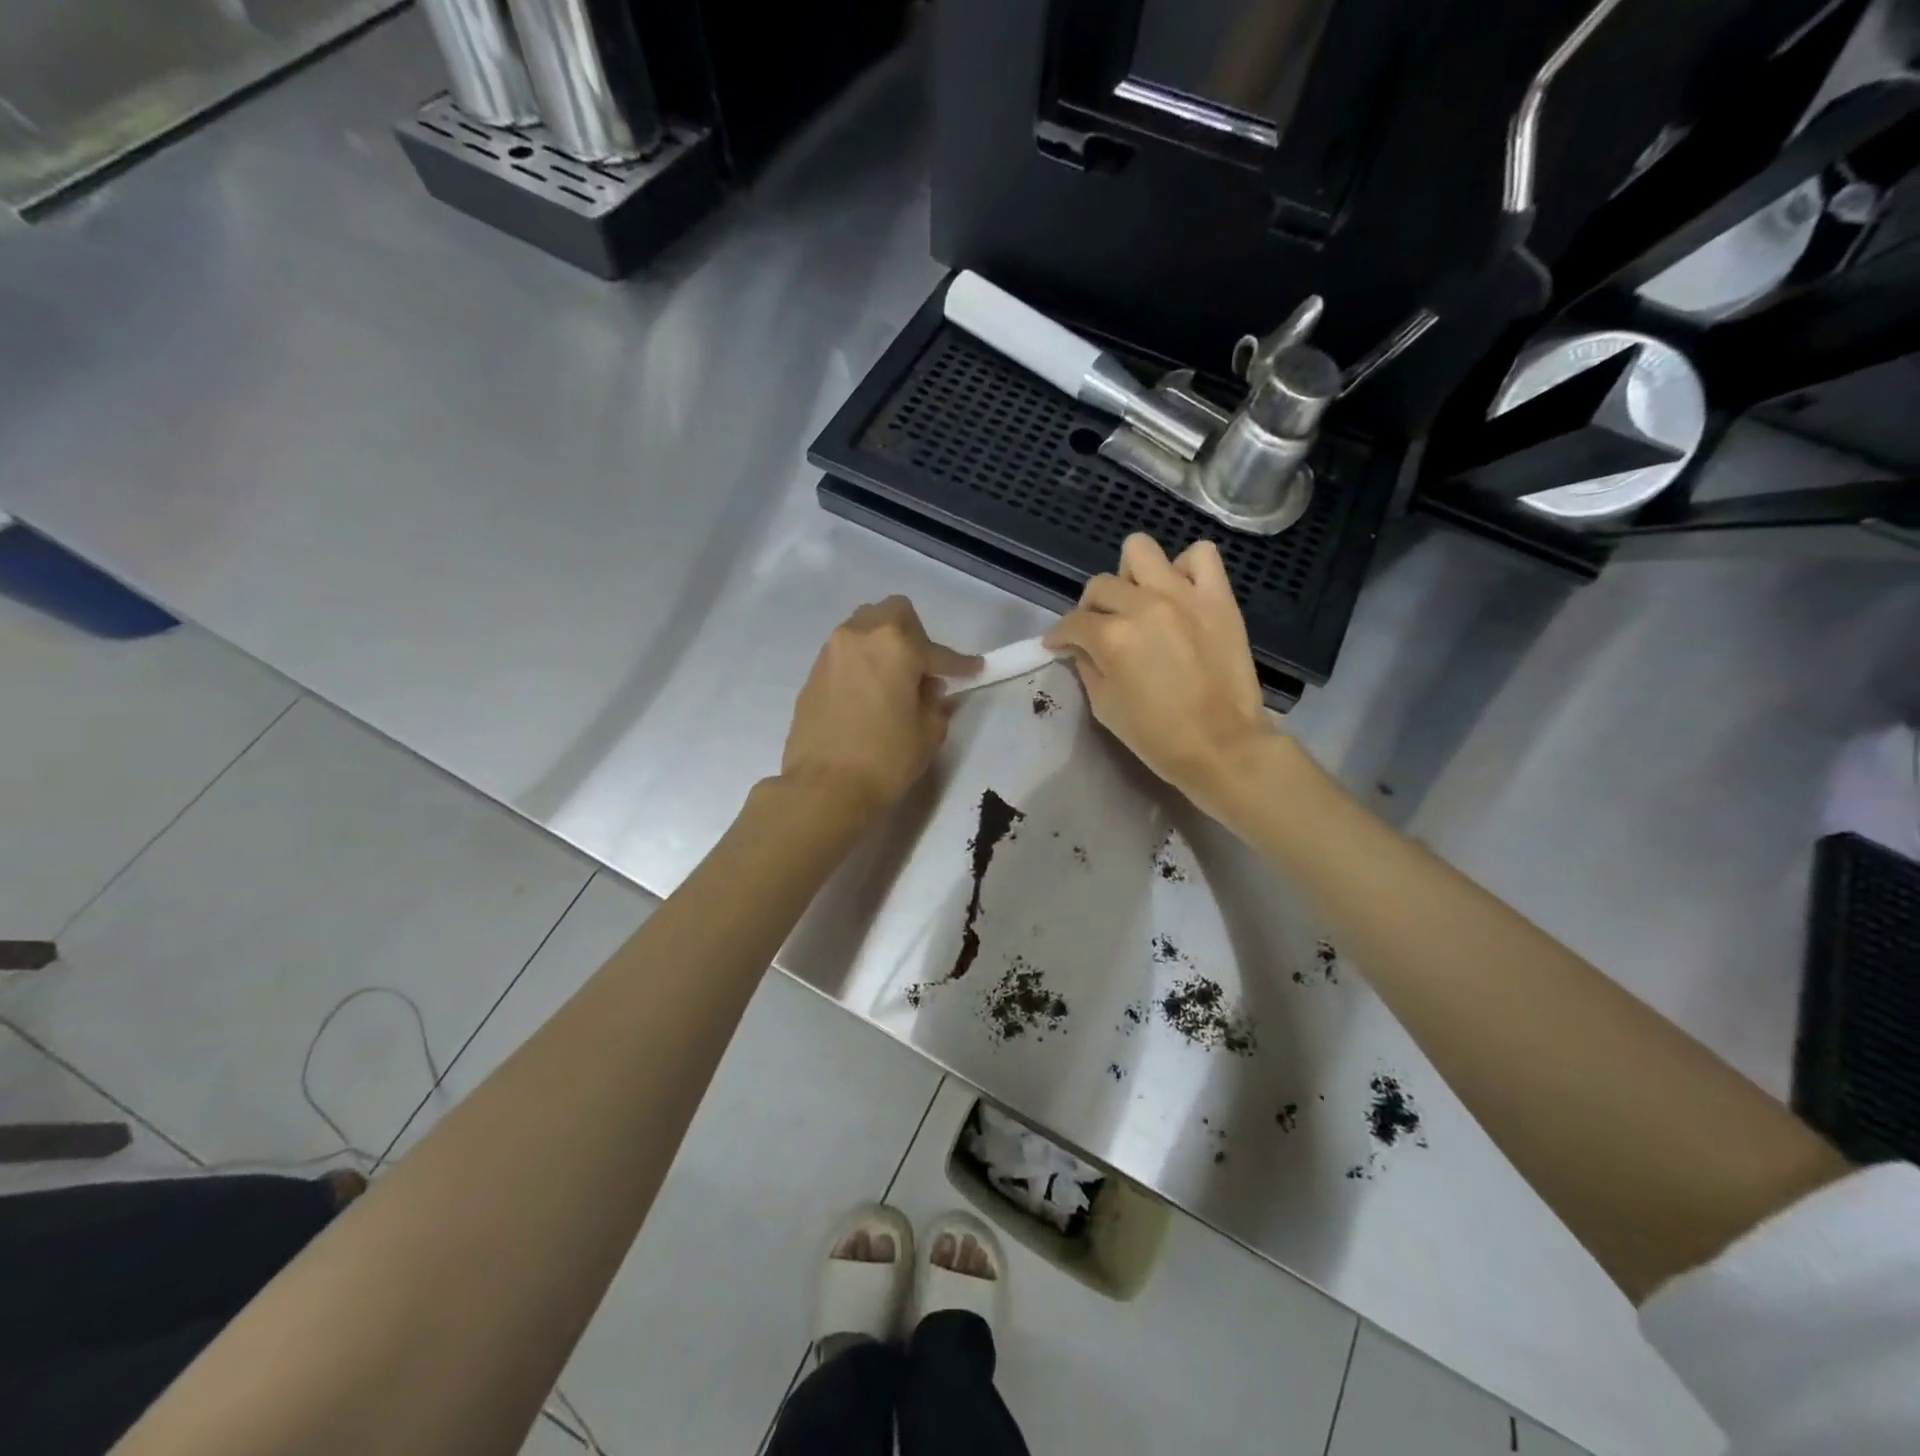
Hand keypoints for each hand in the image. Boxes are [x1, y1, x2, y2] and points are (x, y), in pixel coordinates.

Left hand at [781, 597, 978, 822]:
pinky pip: (846, 654)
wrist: (823, 788)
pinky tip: (868, 694)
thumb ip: (934, 703)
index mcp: (895, 645)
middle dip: (914, 635)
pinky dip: (862, 664)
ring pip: (864, 628)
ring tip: (894, 680)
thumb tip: (928, 690)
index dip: (960, 664)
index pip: (937, 650)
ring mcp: (831, 651)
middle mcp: (860, 635)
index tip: (975, 669)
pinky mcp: (813, 673)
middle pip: (894, 614)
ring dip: (884, 646)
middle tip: (922, 669)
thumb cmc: (884, 760)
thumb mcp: (927, 733)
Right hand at [1045, 534, 1272, 808]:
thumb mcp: (1104, 707)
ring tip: (1139, 602)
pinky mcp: (1218, 597)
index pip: (1072, 622)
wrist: (1222, 746)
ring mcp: (1184, 595)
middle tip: (1100, 632)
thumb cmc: (1156, 736)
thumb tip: (1081, 648)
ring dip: (1131, 576)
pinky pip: (1201, 556)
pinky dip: (1185, 568)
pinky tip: (1180, 593)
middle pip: (1100, 586)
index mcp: (1112, 637)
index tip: (1059, 645)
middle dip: (1091, 610)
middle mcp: (1144, 605)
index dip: (1060, 635)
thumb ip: (1088, 667)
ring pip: (1141, 551)